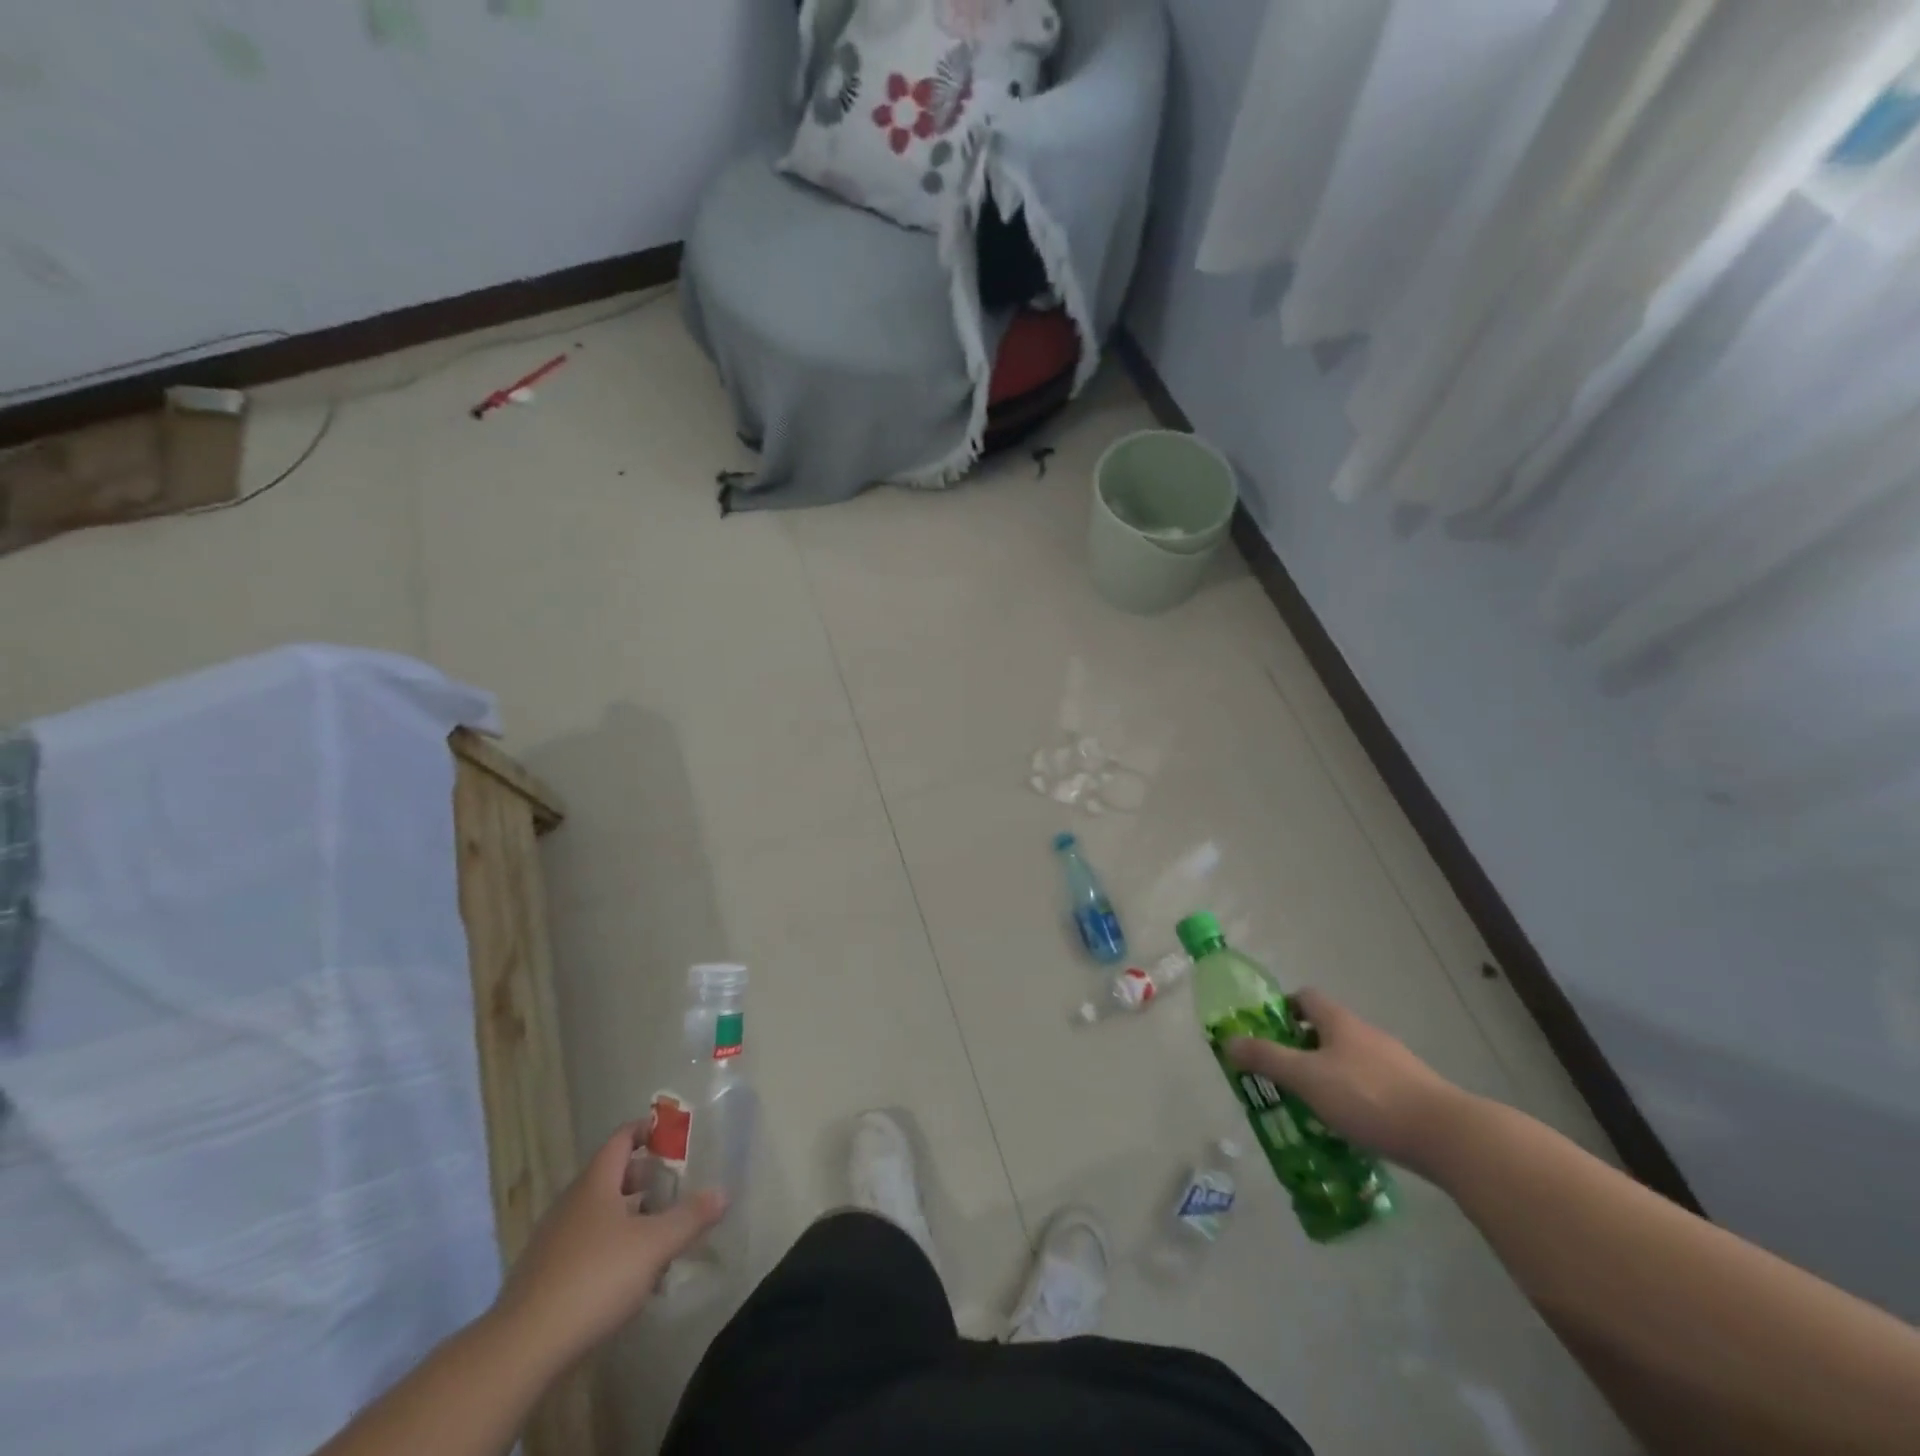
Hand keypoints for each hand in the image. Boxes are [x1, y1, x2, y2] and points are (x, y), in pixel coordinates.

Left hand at [491, 1122, 726, 1370]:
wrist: (522, 1348)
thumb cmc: (595, 1278)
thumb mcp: (654, 1245)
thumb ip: (690, 1217)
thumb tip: (723, 1192)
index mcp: (596, 1182)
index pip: (622, 1138)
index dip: (647, 1131)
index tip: (673, 1135)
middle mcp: (572, 1202)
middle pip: (611, 1176)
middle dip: (644, 1178)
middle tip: (675, 1186)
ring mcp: (553, 1240)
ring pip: (598, 1213)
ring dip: (628, 1216)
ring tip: (658, 1232)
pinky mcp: (544, 1276)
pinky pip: (585, 1246)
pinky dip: (610, 1247)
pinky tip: (628, 1276)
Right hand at [1225, 990, 1471, 1174]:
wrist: (1448, 1136)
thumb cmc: (1368, 1097)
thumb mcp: (1307, 1078)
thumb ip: (1266, 1059)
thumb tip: (1228, 1041)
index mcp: (1340, 1022)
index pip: (1305, 997)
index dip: (1283, 1009)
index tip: (1267, 1033)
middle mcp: (1367, 1034)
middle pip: (1326, 1029)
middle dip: (1301, 1048)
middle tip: (1282, 1075)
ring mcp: (1395, 1063)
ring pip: (1349, 1060)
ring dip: (1328, 1075)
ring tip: (1311, 1106)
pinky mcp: (1413, 1094)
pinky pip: (1372, 1086)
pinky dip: (1354, 1098)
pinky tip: (1350, 1126)